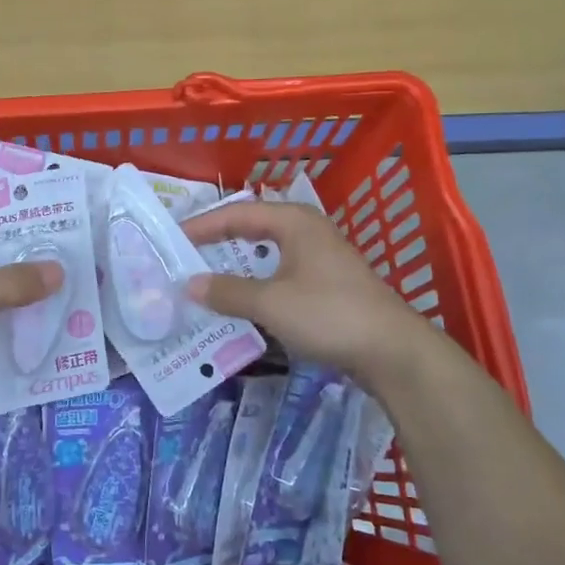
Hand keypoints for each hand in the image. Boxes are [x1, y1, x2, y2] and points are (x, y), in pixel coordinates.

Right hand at [183, 200, 437, 384]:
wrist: (393, 351)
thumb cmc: (328, 314)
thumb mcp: (270, 303)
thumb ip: (227, 291)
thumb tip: (189, 284)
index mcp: (293, 221)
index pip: (236, 213)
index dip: (202, 225)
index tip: (172, 240)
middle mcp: (307, 231)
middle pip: (252, 229)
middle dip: (218, 243)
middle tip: (184, 256)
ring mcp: (320, 258)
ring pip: (267, 254)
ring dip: (237, 267)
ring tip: (205, 280)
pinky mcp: (328, 285)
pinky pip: (280, 275)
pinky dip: (257, 285)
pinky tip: (242, 303)